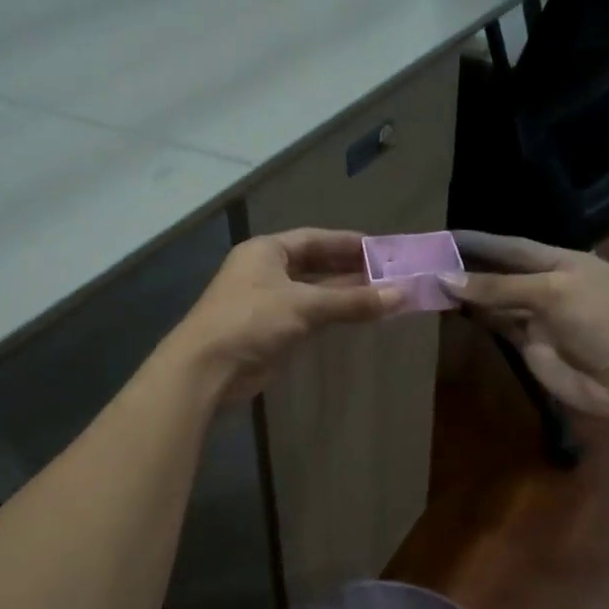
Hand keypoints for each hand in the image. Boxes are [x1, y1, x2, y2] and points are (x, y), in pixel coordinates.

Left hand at [167, 229, 401, 402]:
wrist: (207, 369)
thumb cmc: (251, 322)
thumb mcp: (304, 306)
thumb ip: (352, 300)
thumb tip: (401, 294)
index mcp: (266, 251)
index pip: (314, 239)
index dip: (348, 244)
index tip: (382, 250)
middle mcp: (265, 271)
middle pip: (315, 265)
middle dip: (350, 271)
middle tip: (390, 275)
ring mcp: (266, 302)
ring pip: (313, 293)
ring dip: (344, 295)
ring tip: (383, 296)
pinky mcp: (270, 331)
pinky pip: (308, 316)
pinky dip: (331, 315)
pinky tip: (357, 318)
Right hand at [441, 231, 608, 426]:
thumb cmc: (601, 321)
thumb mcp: (551, 293)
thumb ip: (498, 286)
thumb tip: (446, 279)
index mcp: (562, 262)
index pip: (511, 246)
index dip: (479, 241)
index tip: (442, 236)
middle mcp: (547, 285)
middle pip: (499, 273)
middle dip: (466, 267)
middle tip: (424, 262)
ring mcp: (537, 318)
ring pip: (494, 301)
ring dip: (466, 294)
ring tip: (427, 285)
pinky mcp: (529, 347)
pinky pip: (497, 326)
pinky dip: (475, 318)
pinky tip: (448, 310)